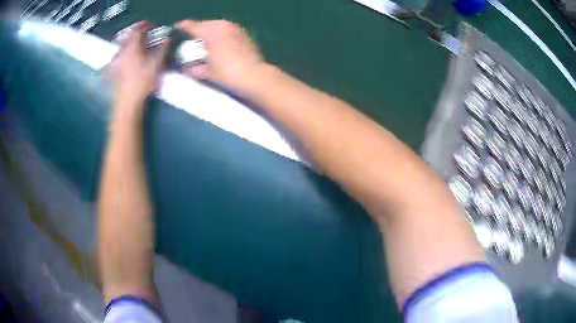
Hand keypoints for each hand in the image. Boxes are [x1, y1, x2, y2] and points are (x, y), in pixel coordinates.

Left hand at [110, 21, 169, 104]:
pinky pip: (112, 63)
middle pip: (127, 39)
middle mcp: (122, 52)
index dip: (143, 26)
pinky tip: (116, 63)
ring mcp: (115, 63)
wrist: (128, 101)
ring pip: (120, 49)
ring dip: (126, 46)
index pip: (137, 31)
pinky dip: (115, 60)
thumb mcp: (157, 64)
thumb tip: (168, 39)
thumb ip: (163, 49)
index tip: (148, 26)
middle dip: (134, 36)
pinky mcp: (111, 73)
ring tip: (130, 48)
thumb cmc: (143, 81)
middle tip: (140, 36)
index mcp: (133, 47)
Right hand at [176, 20, 266, 91]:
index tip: (177, 26)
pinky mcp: (245, 35)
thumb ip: (195, 68)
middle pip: (207, 24)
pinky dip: (222, 34)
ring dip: (211, 31)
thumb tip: (187, 69)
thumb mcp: (208, 72)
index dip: (184, 26)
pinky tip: (220, 43)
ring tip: (205, 40)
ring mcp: (236, 29)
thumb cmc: (228, 73)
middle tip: (191, 36)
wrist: (254, 75)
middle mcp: (224, 26)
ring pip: (219, 26)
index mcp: (211, 32)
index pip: (194, 26)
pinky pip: (229, 30)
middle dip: (198, 29)